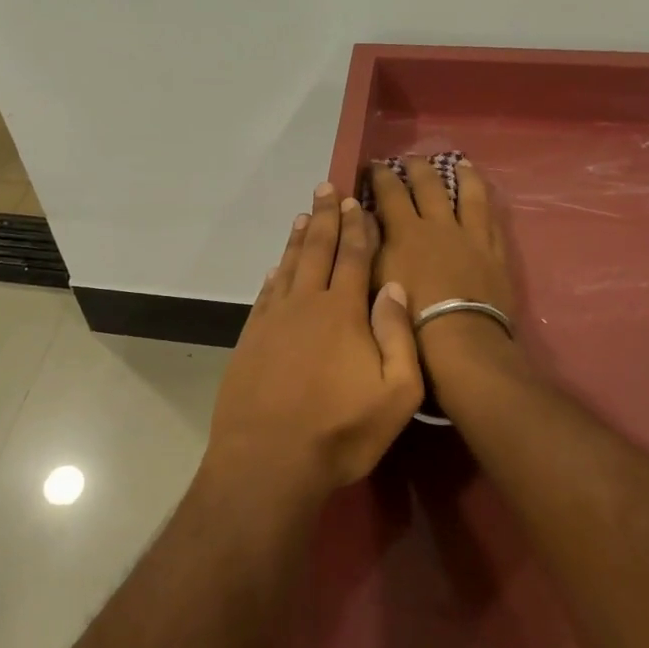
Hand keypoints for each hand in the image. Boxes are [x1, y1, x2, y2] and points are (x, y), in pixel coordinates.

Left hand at [206, 183, 423, 504]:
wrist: (268, 459)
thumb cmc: (340, 431)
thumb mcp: (395, 393)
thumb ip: (398, 335)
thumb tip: (392, 286)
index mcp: (343, 312)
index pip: (353, 257)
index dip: (356, 227)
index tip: (356, 202)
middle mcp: (306, 304)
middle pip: (317, 250)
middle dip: (325, 218)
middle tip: (326, 188)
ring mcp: (273, 320)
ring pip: (288, 267)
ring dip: (297, 239)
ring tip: (303, 215)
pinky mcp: (250, 339)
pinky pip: (265, 294)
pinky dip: (273, 274)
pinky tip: (276, 268)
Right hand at [369, 156, 519, 368]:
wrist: (459, 341)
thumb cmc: (409, 318)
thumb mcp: (375, 281)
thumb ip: (370, 247)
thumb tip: (366, 219)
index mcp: (406, 231)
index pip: (390, 193)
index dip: (380, 176)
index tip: (374, 165)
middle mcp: (439, 225)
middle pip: (429, 186)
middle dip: (417, 168)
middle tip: (411, 158)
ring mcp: (471, 237)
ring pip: (469, 195)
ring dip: (463, 176)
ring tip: (460, 162)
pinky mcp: (494, 254)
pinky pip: (492, 220)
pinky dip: (487, 204)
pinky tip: (486, 198)